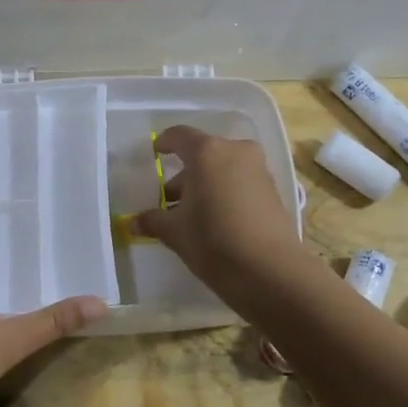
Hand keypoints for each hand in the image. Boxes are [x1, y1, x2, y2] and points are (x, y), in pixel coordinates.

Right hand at [131, 126, 307, 293]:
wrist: (270, 271)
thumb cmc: (213, 241)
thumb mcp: (175, 232)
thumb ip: (153, 220)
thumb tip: (133, 222)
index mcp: (207, 152)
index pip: (179, 136)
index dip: (164, 143)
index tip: (155, 153)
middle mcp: (235, 151)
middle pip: (203, 154)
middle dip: (185, 174)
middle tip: (169, 200)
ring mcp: (258, 170)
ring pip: (224, 169)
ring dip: (206, 185)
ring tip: (191, 214)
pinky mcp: (273, 190)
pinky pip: (241, 182)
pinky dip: (225, 193)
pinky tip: (216, 220)